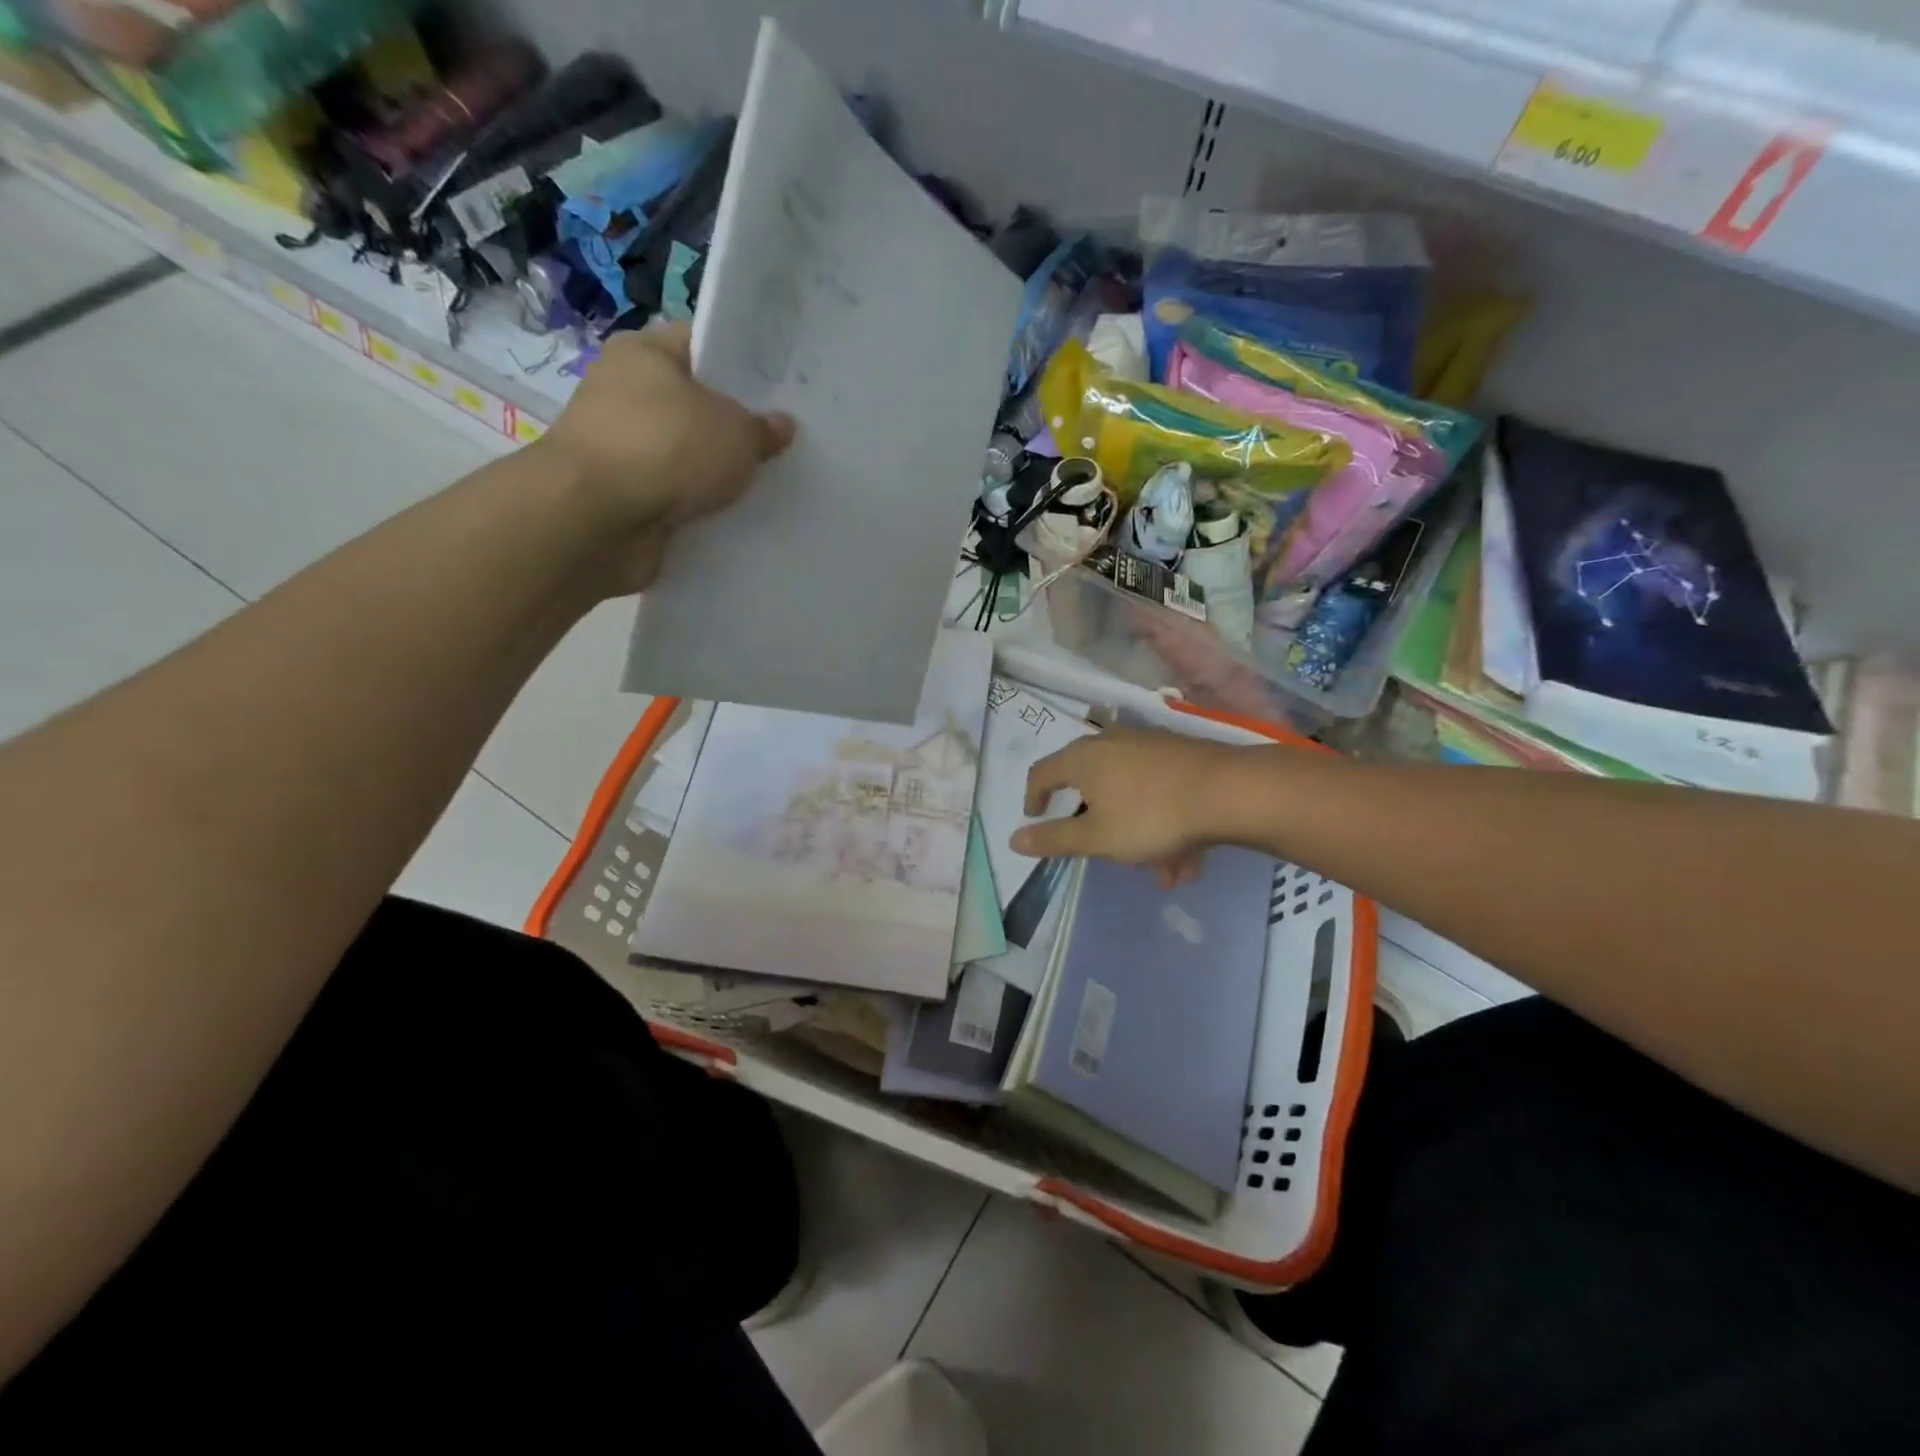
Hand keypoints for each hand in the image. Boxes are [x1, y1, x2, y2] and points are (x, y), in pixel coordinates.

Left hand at [535, 321, 794, 589]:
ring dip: (714, 472)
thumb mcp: (736, 433)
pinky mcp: (621, 495)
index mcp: (645, 352)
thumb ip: (763, 429)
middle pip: (694, 404)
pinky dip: (696, 506)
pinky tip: (731, 517)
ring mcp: (619, 446)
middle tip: (781, 443)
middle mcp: (625, 391)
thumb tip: (781, 426)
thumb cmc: (667, 449)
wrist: (599, 519)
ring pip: (684, 454)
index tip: (780, 390)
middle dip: (733, 426)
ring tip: (764, 485)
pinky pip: (672, 495)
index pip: (702, 344)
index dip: (743, 364)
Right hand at [1010, 729, 1244, 887]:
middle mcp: (1112, 742)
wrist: (1230, 792)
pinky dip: (1166, 822)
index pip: (1042, 772)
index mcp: (1083, 759)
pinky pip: (1161, 792)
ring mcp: (1150, 746)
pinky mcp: (1182, 755)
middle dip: (1098, 824)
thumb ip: (1054, 840)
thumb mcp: (1097, 838)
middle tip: (1103, 850)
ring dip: (1141, 834)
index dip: (1033, 797)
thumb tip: (1013, 840)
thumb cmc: (1150, 815)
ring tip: (1163, 871)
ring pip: (1132, 794)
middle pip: (1091, 784)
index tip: (1036, 818)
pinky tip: (1188, 859)